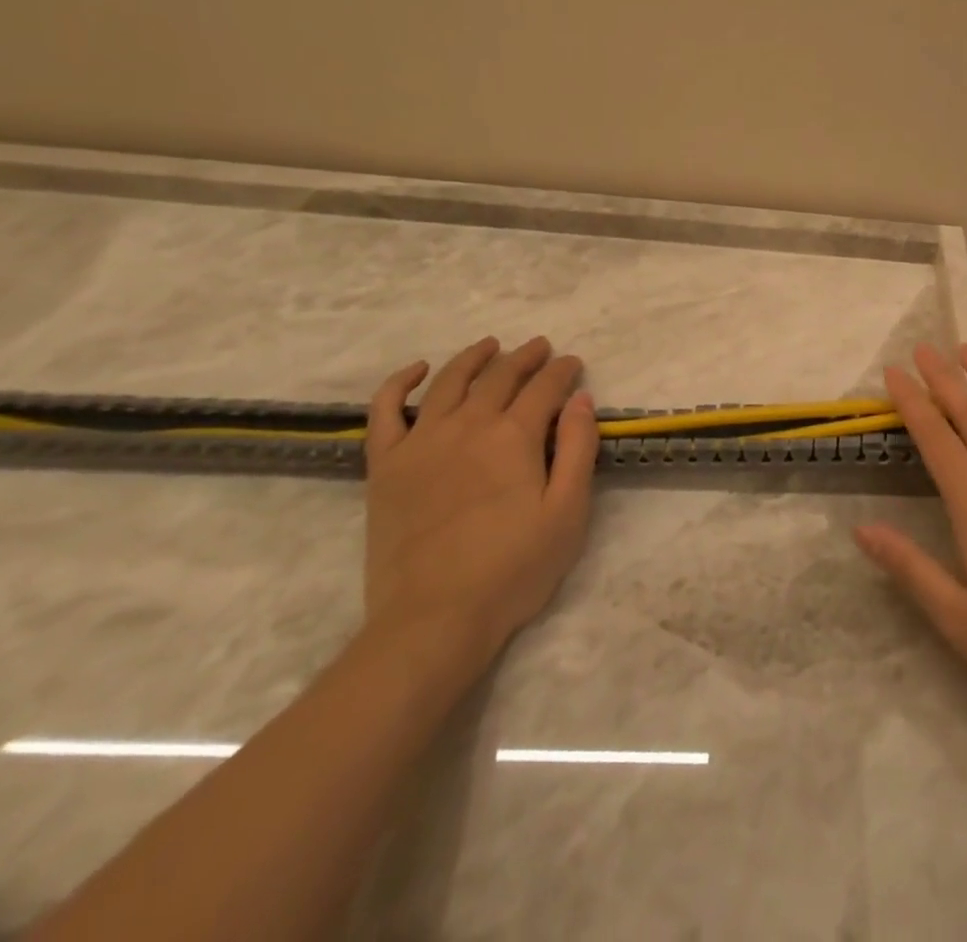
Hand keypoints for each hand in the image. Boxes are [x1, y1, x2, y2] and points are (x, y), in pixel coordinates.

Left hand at [361, 336, 598, 685]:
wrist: (434, 620)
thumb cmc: (513, 569)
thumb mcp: (568, 512)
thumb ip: (579, 449)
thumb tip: (581, 399)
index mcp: (514, 436)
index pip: (545, 387)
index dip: (563, 371)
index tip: (574, 364)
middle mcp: (468, 425)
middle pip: (500, 376)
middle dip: (526, 357)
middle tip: (541, 347)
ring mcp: (421, 442)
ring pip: (449, 381)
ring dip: (474, 357)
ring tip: (491, 345)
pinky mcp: (386, 466)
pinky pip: (385, 412)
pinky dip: (400, 383)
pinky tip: (418, 370)